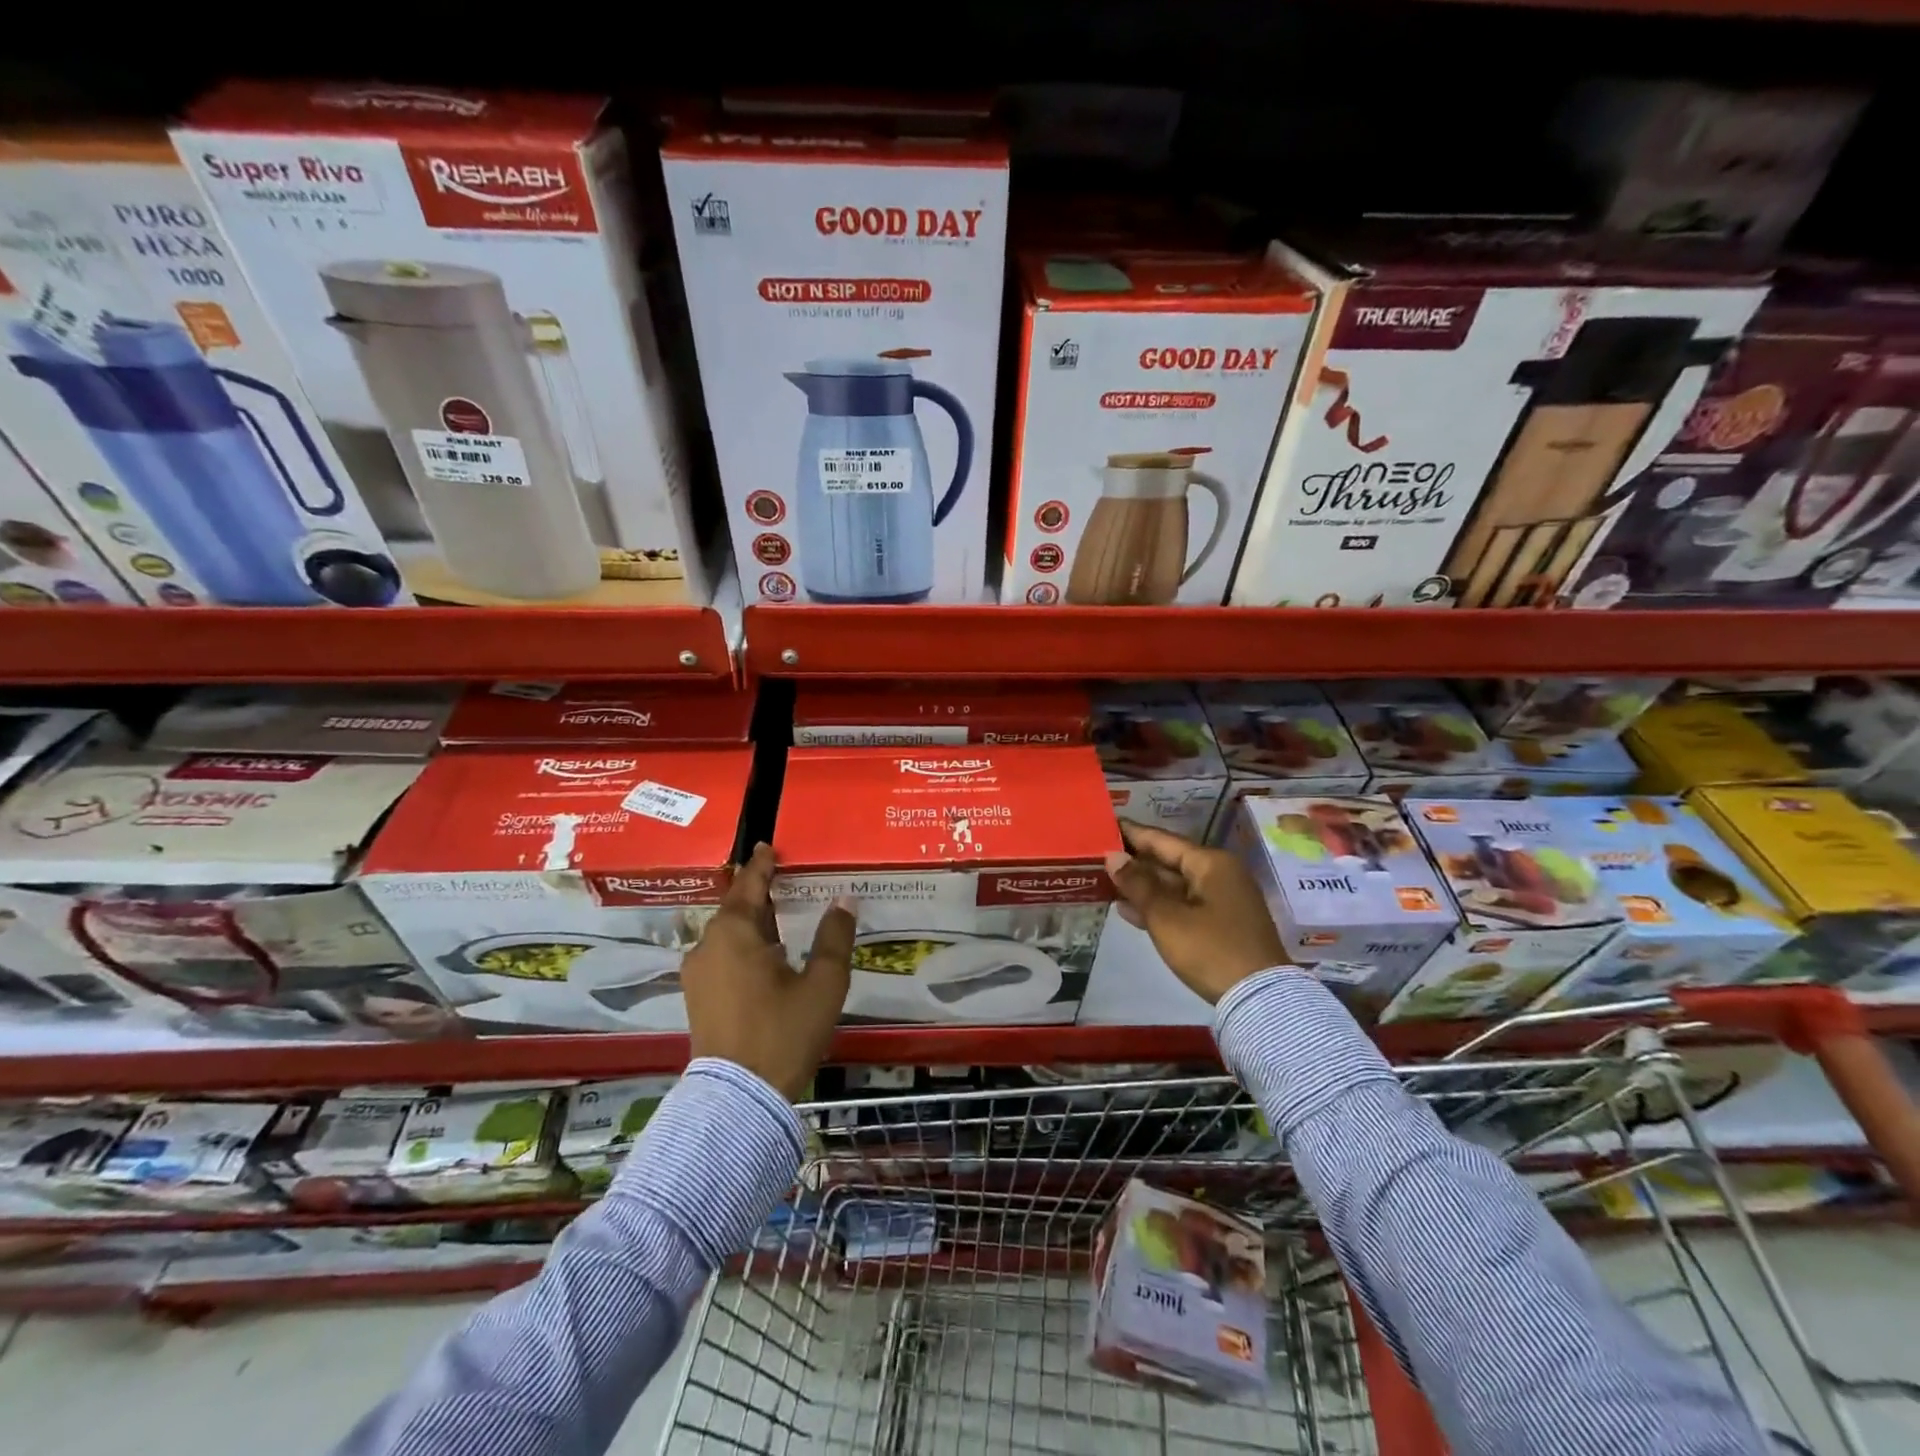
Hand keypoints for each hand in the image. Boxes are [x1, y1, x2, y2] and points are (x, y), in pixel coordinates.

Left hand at [681, 842, 855, 1100]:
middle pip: (735, 908)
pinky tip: (765, 957)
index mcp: (735, 933)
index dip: (761, 865)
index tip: (768, 846)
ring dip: (751, 923)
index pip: (749, 884)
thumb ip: (834, 938)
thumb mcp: (823, 984)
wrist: (739, 1099)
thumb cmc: (784, 1032)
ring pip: (726, 934)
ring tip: (778, 918)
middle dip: (758, 894)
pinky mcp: (697, 998)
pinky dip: (742, 946)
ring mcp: (698, 974)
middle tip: (782, 881)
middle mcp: (708, 946)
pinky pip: (721, 956)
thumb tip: (844, 900)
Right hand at [1104, 823, 1288, 1004]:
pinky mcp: (1222, 924)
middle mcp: (1220, 874)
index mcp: (1211, 863)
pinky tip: (1128, 909)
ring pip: (1175, 885)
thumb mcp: (1167, 917)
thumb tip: (1113, 857)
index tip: (1105, 825)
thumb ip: (1137, 884)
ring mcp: (1223, 900)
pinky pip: (1183, 905)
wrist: (1259, 1000)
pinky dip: (1158, 906)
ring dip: (1143, 886)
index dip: (1132, 833)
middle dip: (1135, 861)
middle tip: (1098, 856)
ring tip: (1105, 881)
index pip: (1162, 840)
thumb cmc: (1210, 950)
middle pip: (1169, 861)